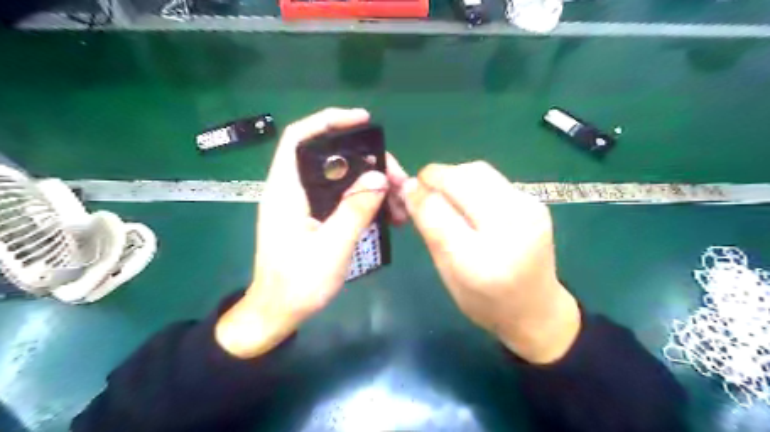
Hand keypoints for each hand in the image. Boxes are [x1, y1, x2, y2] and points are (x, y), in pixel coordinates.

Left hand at [216, 109, 407, 356]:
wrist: (278, 313)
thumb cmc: (297, 284)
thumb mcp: (332, 248)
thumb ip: (355, 210)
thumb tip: (381, 177)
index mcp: (286, 190)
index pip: (300, 137)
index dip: (329, 121)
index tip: (363, 121)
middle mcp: (293, 190)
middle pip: (332, 158)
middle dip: (369, 162)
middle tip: (399, 180)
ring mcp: (305, 205)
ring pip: (342, 180)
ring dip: (372, 185)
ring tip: (400, 203)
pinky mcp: (314, 218)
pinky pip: (343, 199)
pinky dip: (366, 201)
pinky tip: (387, 214)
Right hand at [406, 161, 580, 362]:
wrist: (536, 308)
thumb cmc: (483, 300)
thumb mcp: (447, 273)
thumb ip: (430, 230)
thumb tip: (411, 189)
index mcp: (479, 262)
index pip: (439, 212)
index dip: (418, 194)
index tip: (407, 190)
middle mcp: (509, 229)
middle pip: (462, 179)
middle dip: (435, 175)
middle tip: (422, 186)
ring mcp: (528, 211)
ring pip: (478, 171)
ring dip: (453, 175)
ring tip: (443, 190)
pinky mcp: (535, 202)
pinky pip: (492, 178)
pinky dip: (471, 181)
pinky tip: (467, 197)